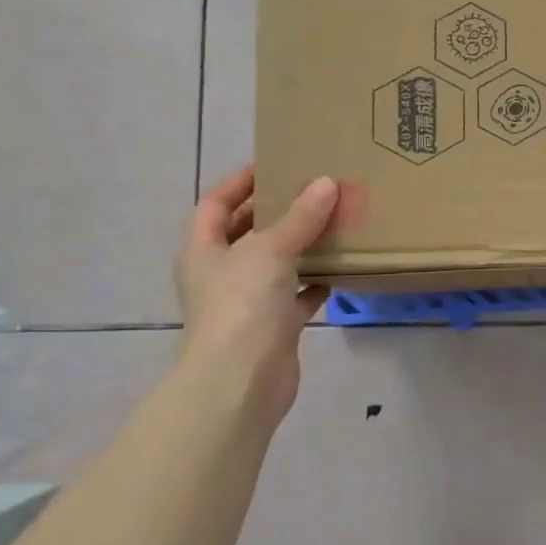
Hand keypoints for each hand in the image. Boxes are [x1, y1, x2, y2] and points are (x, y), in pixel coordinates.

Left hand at [174, 166, 340, 427]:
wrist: (242, 381)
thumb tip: (326, 183)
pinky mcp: (274, 325)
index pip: (216, 202)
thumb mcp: (271, 250)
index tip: (275, 163)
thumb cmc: (243, 305)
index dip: (241, 181)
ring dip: (301, 245)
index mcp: (204, 249)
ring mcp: (247, 300)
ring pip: (276, 262)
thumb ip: (301, 217)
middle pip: (247, 231)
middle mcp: (222, 272)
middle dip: (277, 211)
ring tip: (334, 222)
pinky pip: (297, 294)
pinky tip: (341, 268)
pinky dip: (316, 281)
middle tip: (313, 190)